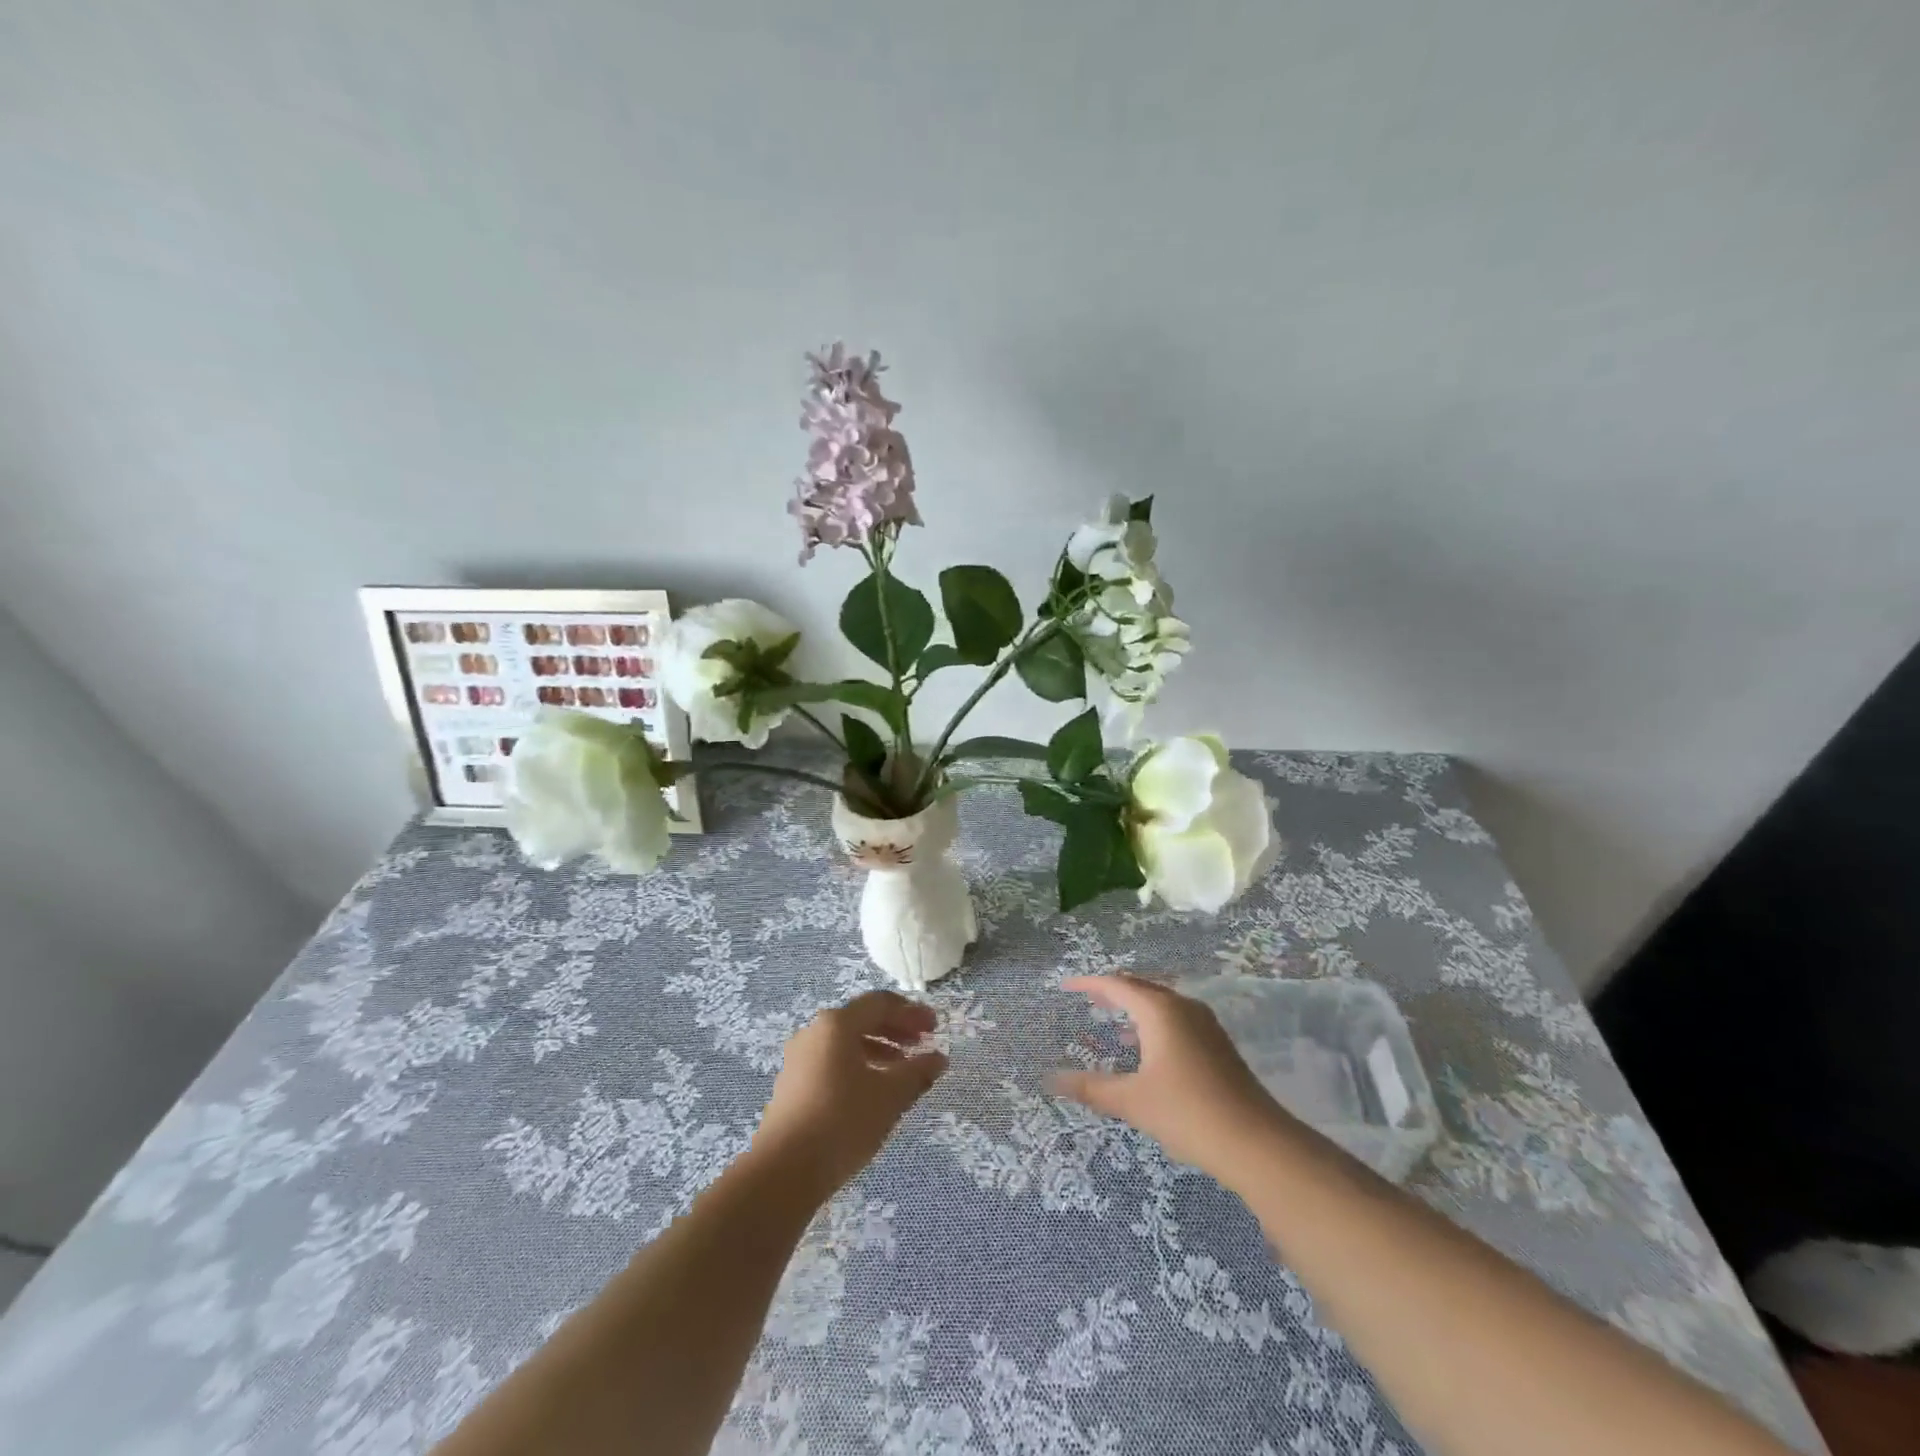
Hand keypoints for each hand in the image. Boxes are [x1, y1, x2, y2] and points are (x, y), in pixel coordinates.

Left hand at [751, 990, 948, 1204]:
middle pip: (861, 1019)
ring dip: (878, 1049)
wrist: (782, 1171)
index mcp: (836, 1024)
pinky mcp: (791, 1085)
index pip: (880, 1003)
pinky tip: (872, 1091)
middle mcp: (814, 1032)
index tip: (935, 1027)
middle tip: (922, 1044)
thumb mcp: (890, 1096)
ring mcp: (799, 1059)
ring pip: (846, 1043)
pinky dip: (858, 1066)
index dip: (911, 1012)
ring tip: (902, 1070)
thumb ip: (917, 1072)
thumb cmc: (842, 1121)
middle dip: (895, 1029)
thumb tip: (938, 1058)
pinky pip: (832, 1062)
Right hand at [1051, 974, 1287, 1184]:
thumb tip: (1052, 1079)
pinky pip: (1176, 1018)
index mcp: (1159, 1010)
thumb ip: (1090, 1087)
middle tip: (1088, 999)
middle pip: (1141, 988)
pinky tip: (1146, 1049)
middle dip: (1113, 991)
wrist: (1255, 1142)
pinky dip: (1153, 1023)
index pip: (1116, 984)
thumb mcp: (1131, 1101)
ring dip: (1135, 1007)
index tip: (1066, 987)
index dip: (1089, 983)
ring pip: (1162, 1003)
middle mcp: (1183, 1007)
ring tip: (1112, 1020)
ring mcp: (1205, 1024)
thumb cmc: (1186, 1112)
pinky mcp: (1217, 1044)